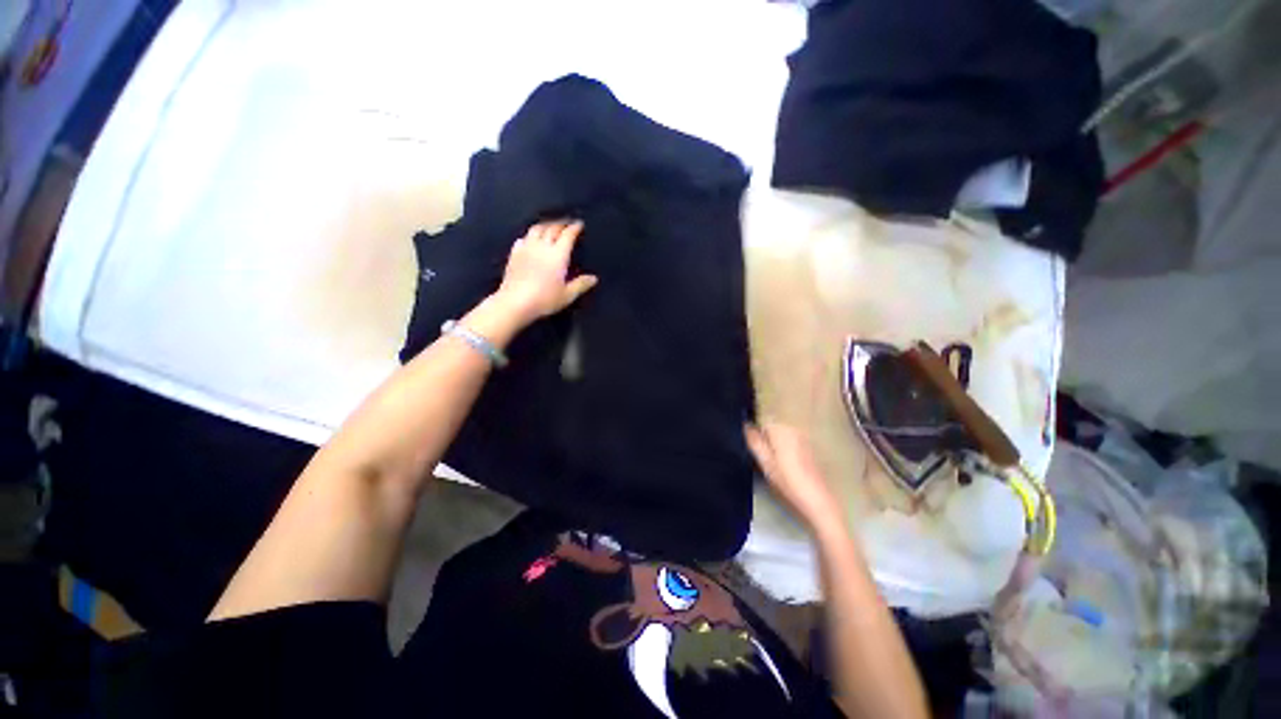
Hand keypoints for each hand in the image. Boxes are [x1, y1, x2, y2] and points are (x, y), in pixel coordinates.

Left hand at [494, 220, 597, 325]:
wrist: (515, 302)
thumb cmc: (544, 299)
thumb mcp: (567, 295)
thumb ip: (581, 285)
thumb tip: (593, 278)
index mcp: (558, 255)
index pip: (568, 235)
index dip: (574, 228)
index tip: (579, 224)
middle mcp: (542, 246)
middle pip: (552, 228)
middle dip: (561, 224)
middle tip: (567, 223)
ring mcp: (526, 248)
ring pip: (536, 229)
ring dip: (545, 225)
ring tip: (550, 226)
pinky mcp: (514, 254)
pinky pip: (523, 238)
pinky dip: (530, 235)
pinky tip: (530, 239)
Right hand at [745, 422, 846, 533]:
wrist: (816, 499)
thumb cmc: (787, 481)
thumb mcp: (765, 462)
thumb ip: (754, 441)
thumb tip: (746, 425)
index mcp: (780, 430)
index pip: (761, 424)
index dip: (756, 437)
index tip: (757, 453)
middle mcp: (793, 429)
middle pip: (772, 429)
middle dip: (767, 442)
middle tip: (765, 462)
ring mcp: (803, 438)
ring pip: (782, 437)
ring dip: (777, 447)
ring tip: (776, 466)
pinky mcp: (810, 448)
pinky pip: (791, 444)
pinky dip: (787, 452)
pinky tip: (788, 468)